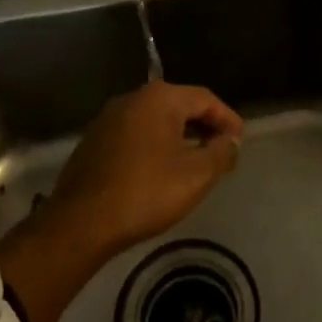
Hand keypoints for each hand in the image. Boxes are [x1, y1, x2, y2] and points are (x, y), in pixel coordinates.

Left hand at [0, 82, 242, 321]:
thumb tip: (231, 141)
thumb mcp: (196, 175)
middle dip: (204, 126)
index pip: (205, 98)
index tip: (240, 140)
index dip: (227, 118)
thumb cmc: (145, 193)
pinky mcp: (94, 140)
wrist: (81, 222)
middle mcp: (133, 98)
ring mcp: (109, 118)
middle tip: (222, 150)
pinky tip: (161, 170)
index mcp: (160, 98)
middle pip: (179, 105)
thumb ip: (221, 153)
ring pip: (155, 119)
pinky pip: (136, 133)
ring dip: (179, 136)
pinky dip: (155, 144)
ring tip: (195, 161)